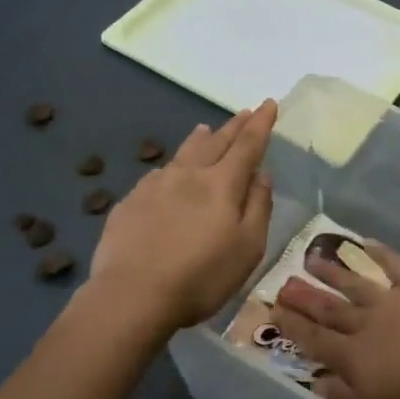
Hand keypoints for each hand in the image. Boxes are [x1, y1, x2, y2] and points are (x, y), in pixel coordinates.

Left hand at [91, 101, 276, 331]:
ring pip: (183, 152)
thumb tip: (262, 174)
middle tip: (245, 112)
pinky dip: (173, 167)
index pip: (247, 145)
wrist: (131, 295)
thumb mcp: (248, 248)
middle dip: (234, 126)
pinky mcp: (130, 202)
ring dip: (200, 139)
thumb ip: (258, 207)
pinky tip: (169, 175)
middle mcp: (188, 174)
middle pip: (215, 141)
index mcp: (221, 184)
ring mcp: (154, 185)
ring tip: (206, 129)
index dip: (261, 124)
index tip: (269, 103)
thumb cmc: (200, 276)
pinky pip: (158, 175)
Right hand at [268, 241, 399, 398]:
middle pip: (331, 310)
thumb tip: (316, 384)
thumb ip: (345, 395)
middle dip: (306, 298)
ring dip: (333, 273)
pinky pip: (394, 266)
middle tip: (284, 283)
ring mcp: (390, 300)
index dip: (294, 327)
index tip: (275, 311)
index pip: (316, 340)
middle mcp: (365, 323)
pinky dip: (380, 254)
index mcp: (354, 357)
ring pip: (355, 284)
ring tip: (312, 259)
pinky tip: (366, 244)